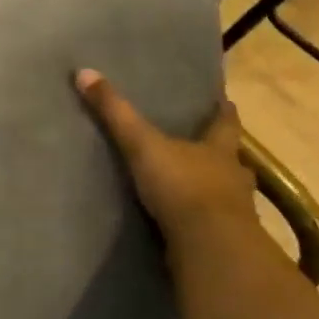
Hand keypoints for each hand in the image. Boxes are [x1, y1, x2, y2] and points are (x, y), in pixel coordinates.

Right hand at [75, 70, 256, 259]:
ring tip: (195, 189)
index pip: (227, 123)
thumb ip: (115, 113)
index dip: (224, 111)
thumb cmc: (182, 186)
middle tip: (207, 149)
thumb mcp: (142, 145)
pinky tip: (188, 225)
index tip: (225, 101)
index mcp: (219, 149)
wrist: (209, 246)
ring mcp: (234, 212)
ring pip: (228, 194)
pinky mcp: (224, 242)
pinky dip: (203, 223)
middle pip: (232, 160)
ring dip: (215, 191)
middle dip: (221, 155)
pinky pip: (214, 226)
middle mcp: (233, 177)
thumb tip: (84, 72)